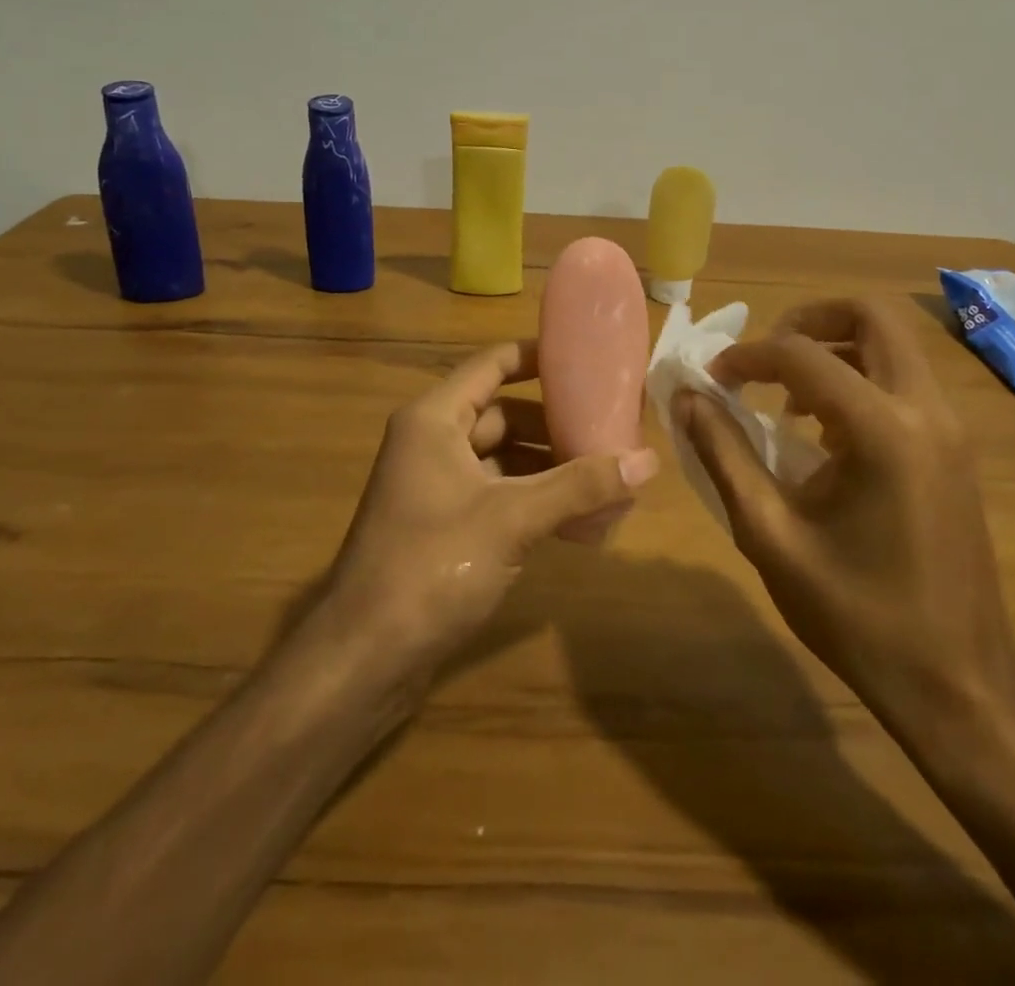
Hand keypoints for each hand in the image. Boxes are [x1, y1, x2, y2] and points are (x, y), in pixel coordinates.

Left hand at [321, 339, 658, 678]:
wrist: (365, 657)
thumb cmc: (432, 566)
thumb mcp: (512, 518)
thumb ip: (580, 486)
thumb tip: (649, 459)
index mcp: (435, 420)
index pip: (492, 365)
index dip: (538, 357)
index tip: (588, 360)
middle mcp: (431, 442)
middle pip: (502, 413)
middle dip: (554, 421)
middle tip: (609, 425)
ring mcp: (435, 486)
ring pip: (502, 457)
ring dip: (547, 464)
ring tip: (604, 472)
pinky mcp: (443, 525)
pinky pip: (496, 493)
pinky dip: (532, 497)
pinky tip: (576, 517)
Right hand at [674, 297, 1014, 761]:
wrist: (959, 685)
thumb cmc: (856, 616)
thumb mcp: (771, 535)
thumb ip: (724, 455)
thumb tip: (688, 398)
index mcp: (881, 430)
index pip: (801, 355)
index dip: (747, 356)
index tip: (713, 377)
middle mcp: (925, 410)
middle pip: (871, 316)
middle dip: (808, 320)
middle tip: (764, 359)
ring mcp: (949, 427)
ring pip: (893, 344)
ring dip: (835, 349)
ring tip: (788, 398)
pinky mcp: (955, 449)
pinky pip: (904, 381)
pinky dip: (859, 378)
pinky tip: (825, 432)